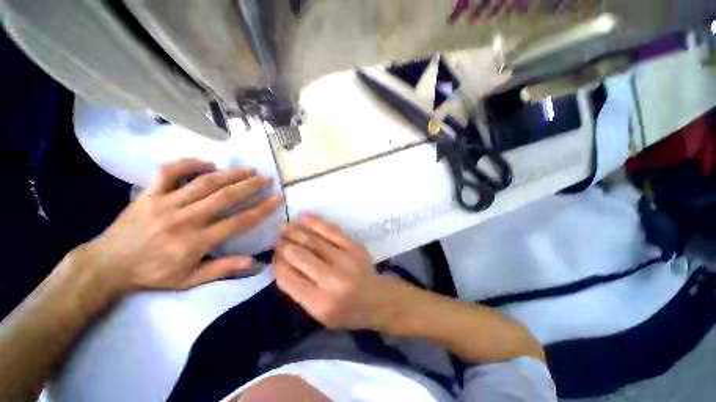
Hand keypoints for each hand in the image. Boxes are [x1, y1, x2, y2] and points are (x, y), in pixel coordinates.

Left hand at [78, 159, 281, 293]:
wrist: (108, 265)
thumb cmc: (153, 274)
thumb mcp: (189, 280)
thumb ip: (222, 269)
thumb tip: (254, 262)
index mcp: (195, 242)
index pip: (239, 222)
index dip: (261, 209)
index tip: (277, 198)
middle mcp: (184, 219)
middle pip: (225, 197)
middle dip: (250, 186)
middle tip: (266, 178)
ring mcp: (164, 203)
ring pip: (203, 182)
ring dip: (230, 174)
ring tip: (248, 169)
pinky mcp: (148, 193)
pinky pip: (169, 172)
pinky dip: (189, 164)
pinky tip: (207, 163)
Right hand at [274, 215, 399, 330]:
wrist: (378, 300)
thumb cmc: (347, 312)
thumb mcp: (320, 315)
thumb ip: (300, 293)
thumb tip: (281, 264)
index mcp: (321, 303)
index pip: (289, 279)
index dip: (278, 264)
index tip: (274, 255)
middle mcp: (332, 281)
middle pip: (300, 256)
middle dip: (284, 246)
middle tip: (277, 239)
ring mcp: (346, 260)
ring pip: (314, 241)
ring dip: (296, 232)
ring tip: (284, 227)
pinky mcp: (355, 247)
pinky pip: (332, 231)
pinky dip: (316, 223)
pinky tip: (304, 217)